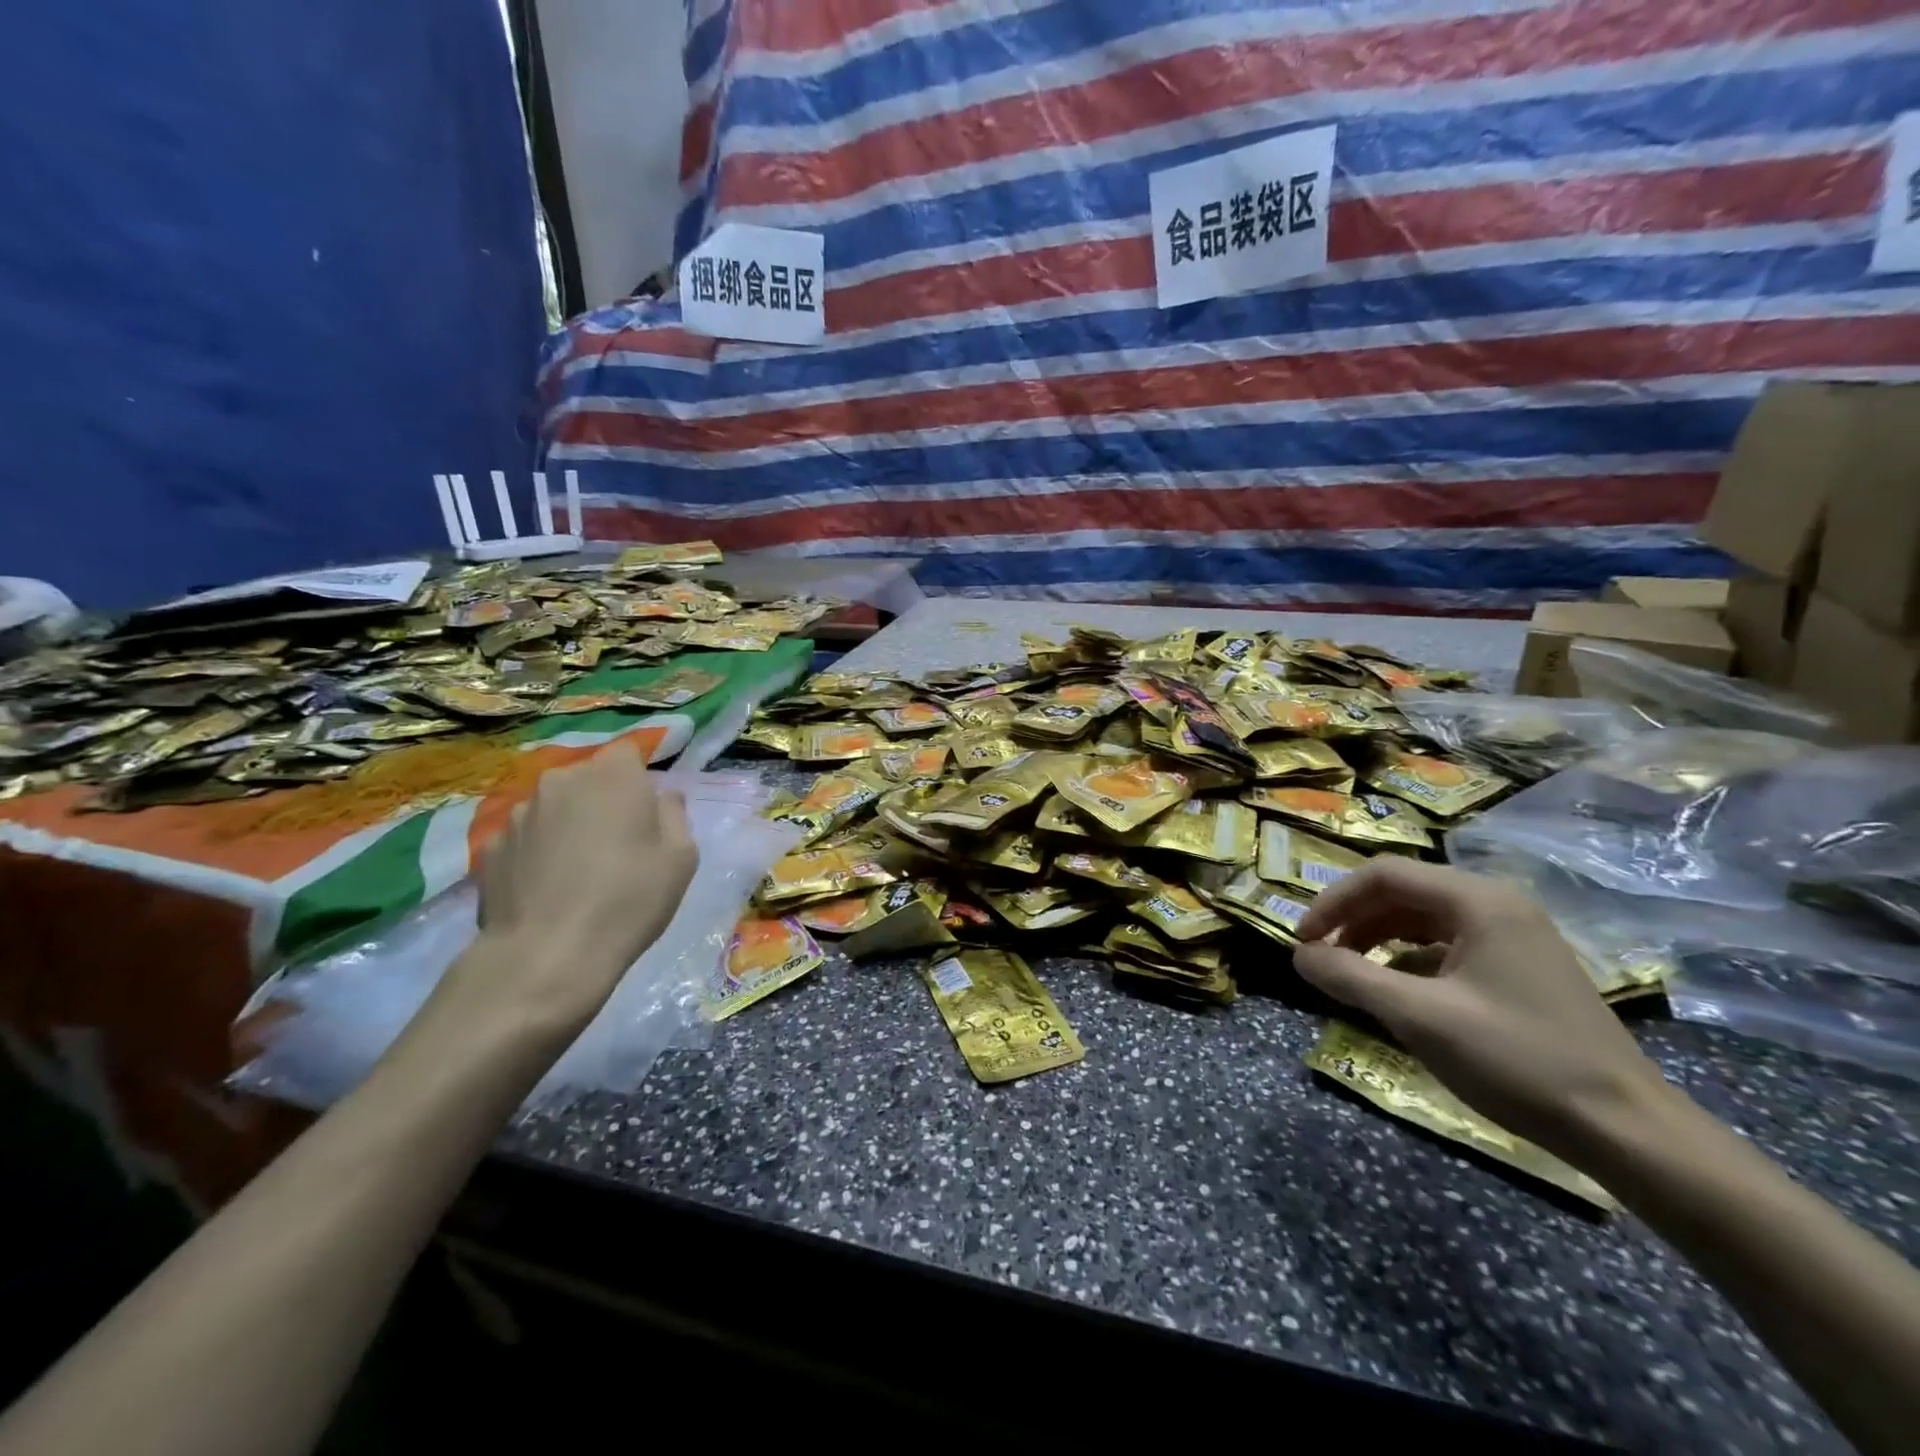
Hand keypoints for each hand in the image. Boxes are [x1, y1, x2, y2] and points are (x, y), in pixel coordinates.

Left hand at [428, 742, 697, 1046]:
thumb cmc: (629, 899)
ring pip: (554, 807)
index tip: (645, 809)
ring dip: (567, 825)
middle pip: (587, 777)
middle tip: (617, 842)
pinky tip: (546, 888)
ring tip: (577, 870)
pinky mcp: (489, 848)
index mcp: (613, 776)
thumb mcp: (682, 858)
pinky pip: (524, 839)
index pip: (627, 752)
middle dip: (601, 800)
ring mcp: (518, 813)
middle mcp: (561, 781)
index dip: (638, 776)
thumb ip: (675, 815)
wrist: (547, 956)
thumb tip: (662, 797)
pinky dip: (536, 853)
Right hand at [1292, 858, 1666, 1158]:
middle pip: (1403, 892)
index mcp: (1478, 901)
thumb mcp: (1420, 1017)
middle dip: (1353, 920)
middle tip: (1321, 957)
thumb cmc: (1518, 1060)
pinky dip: (1408, 960)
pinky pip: (1447, 946)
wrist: (1626, 1130)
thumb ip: (1351, 978)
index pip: (1384, 875)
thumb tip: (1299, 956)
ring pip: (1423, 919)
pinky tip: (1396, 992)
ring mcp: (1513, 937)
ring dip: (1377, 939)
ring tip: (1350, 973)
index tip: (1303, 940)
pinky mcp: (1520, 969)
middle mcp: (1497, 906)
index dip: (1333, 901)